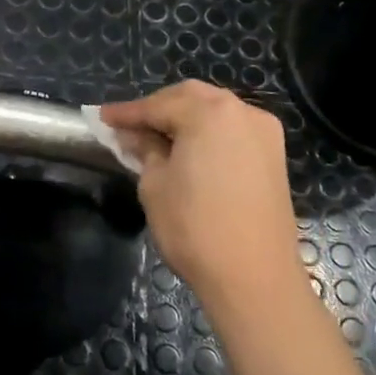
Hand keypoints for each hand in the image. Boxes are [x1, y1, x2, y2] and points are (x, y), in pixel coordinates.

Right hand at [99, 81, 301, 305]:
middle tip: (129, 126)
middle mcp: (241, 111)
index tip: (101, 118)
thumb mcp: (155, 186)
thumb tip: (135, 136)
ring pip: (216, 111)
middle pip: (191, 98)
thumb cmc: (195, 228)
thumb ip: (144, 151)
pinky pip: (233, 131)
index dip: (127, 113)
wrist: (255, 276)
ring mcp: (264, 132)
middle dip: (158, 108)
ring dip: (185, 118)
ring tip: (156, 138)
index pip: (158, 105)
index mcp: (209, 113)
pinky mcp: (274, 156)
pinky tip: (189, 150)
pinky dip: (208, 133)